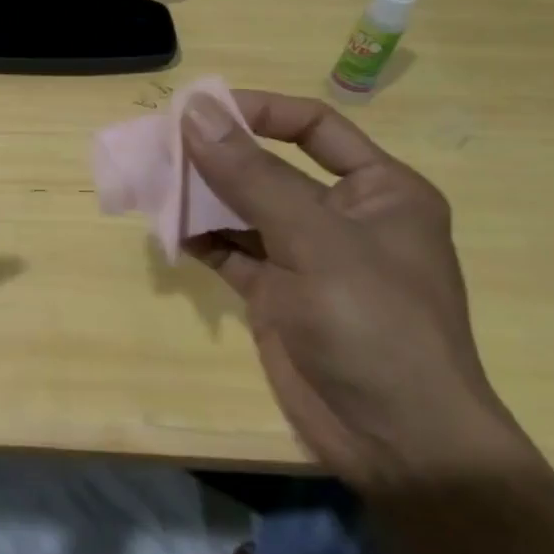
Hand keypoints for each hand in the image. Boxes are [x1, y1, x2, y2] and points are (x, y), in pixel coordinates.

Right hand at [181, 90, 531, 489]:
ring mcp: (307, 257)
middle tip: (162, 142)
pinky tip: (169, 228)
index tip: (201, 108)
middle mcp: (343, 216)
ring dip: (202, 195)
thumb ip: (250, 174)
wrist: (398, 446)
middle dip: (218, 155)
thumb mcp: (314, 239)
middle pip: (270, 166)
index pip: (313, 127)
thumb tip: (195, 112)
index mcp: (379, 190)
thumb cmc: (374, 323)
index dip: (259, 110)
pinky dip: (201, 238)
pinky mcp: (278, 294)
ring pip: (245, 209)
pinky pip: (232, 251)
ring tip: (155, 180)